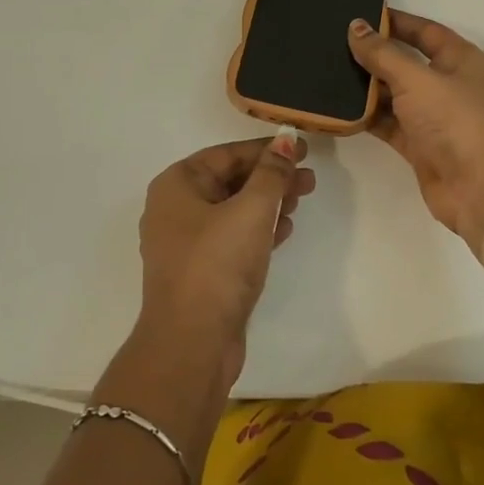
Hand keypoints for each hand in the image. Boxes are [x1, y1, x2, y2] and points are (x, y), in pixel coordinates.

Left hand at [135, 134, 314, 387]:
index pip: (226, 154)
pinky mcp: (200, 271)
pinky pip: (232, 238)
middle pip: (229, 180)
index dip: (266, 150)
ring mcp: (185, 243)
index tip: (301, 148)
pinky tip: (284, 230)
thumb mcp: (251, 211)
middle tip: (309, 179)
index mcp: (176, 185)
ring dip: (268, 203)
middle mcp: (175, 209)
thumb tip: (285, 141)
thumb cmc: (217, 265)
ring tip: (302, 200)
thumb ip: (271, 173)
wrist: (191, 343)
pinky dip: (258, 230)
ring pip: (233, 210)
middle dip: (270, 178)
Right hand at [349, 11, 483, 252]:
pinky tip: (338, 108)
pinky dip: (366, 117)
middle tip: (334, 43)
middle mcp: (446, 83)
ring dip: (366, 87)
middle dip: (373, 54)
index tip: (360, 14)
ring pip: (393, 94)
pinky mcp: (418, 143)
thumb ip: (382, 53)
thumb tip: (356, 26)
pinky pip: (387, 123)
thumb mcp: (415, 79)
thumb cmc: (454, 120)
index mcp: (458, 59)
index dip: (394, 21)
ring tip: (328, 71)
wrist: (479, 187)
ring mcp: (432, 115)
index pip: (423, 30)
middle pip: (405, 62)